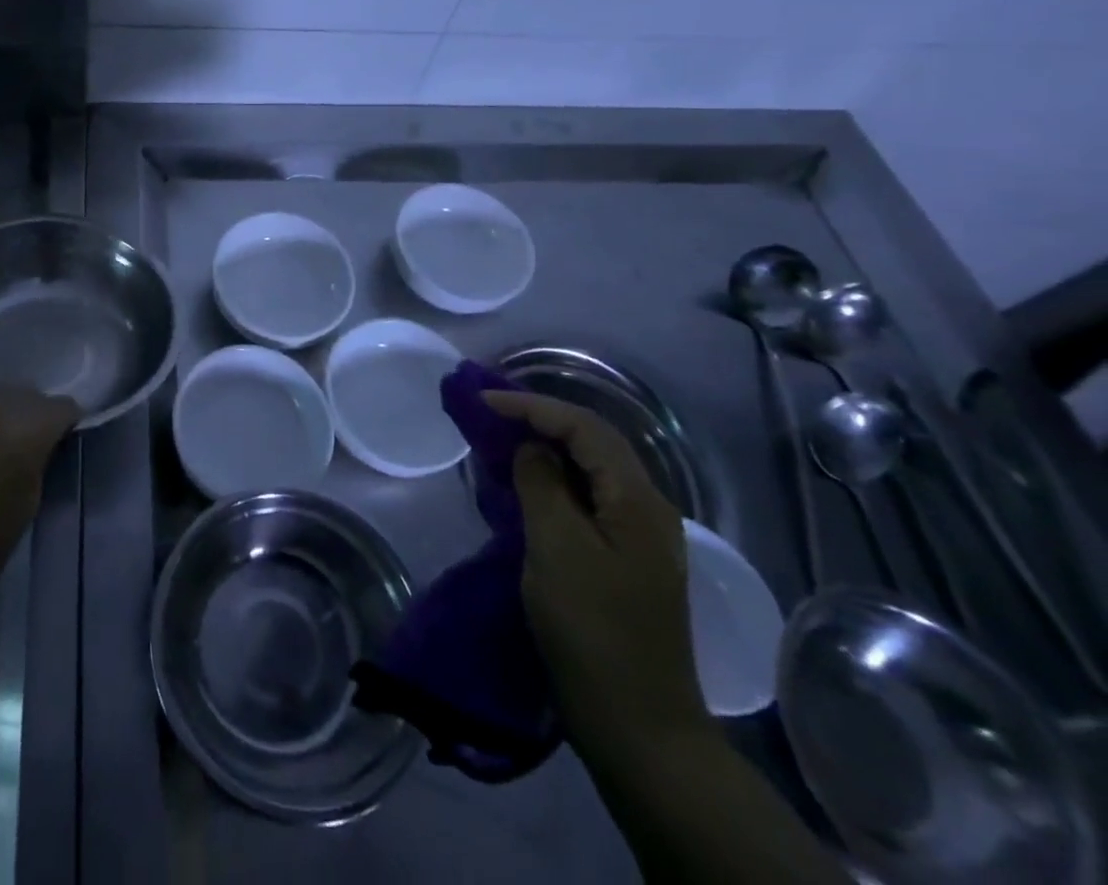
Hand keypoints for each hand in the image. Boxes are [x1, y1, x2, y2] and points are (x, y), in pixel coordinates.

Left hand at [0, 386, 79, 604]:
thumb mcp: (31, 499)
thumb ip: (42, 458)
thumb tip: (45, 443)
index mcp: (28, 426)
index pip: (64, 408)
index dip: (67, 427)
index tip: (64, 447)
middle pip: (30, 394)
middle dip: (34, 416)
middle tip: (29, 448)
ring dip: (4, 413)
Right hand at [485, 390, 711, 767]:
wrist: (638, 727)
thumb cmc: (593, 631)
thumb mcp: (556, 548)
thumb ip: (541, 484)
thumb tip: (531, 448)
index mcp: (637, 500)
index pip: (583, 427)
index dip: (531, 406)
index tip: (481, 401)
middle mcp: (645, 508)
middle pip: (592, 441)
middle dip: (539, 418)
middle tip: (488, 411)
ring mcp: (638, 536)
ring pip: (589, 468)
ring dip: (545, 446)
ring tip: (499, 439)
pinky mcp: (623, 560)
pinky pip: (586, 498)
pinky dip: (552, 480)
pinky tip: (524, 486)